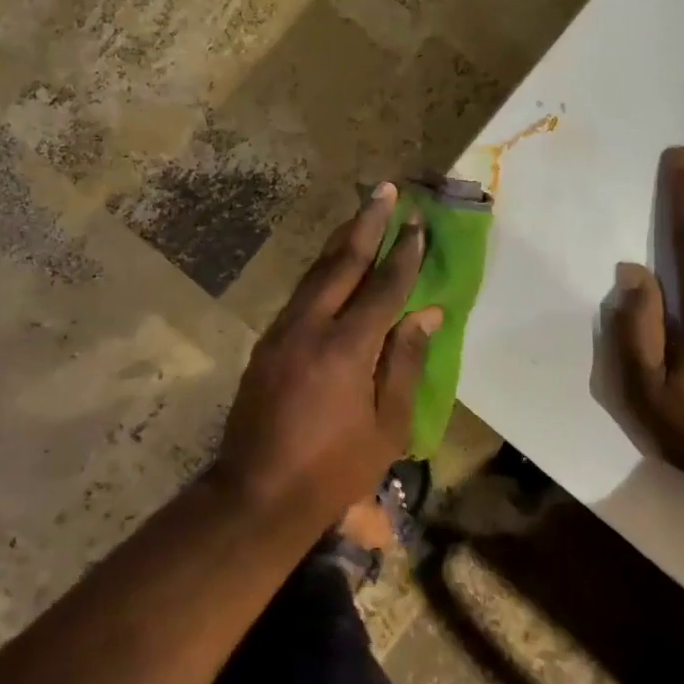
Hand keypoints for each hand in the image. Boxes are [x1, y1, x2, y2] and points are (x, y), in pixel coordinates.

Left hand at [211, 183, 440, 527]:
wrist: (257, 493)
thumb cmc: (334, 468)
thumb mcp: (387, 426)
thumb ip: (405, 363)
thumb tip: (426, 314)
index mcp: (346, 348)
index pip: (383, 287)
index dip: (403, 253)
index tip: (417, 223)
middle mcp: (310, 327)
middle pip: (342, 263)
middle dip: (366, 223)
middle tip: (384, 190)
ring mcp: (282, 331)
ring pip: (315, 272)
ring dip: (341, 240)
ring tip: (362, 213)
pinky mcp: (266, 343)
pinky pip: (300, 293)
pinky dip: (322, 270)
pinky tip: (333, 263)